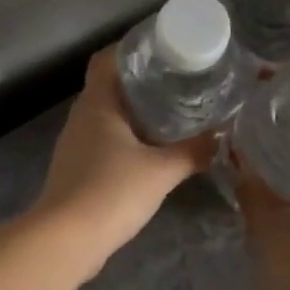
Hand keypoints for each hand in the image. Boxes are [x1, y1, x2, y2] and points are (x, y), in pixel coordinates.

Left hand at [32, 48, 214, 275]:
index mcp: (97, 104)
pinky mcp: (77, 170)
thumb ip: (194, 151)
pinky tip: (152, 152)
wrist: (66, 240)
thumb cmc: (111, 192)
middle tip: (180, 82)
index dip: (132, 49)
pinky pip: (105, 142)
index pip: (107, 60)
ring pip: (108, 117)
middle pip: (110, 87)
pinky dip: (127, 140)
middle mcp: (81, 118)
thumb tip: (223, 137)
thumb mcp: (161, 171)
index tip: (164, 49)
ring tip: (172, 114)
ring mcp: (75, 145)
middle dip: (142, 82)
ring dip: (136, 114)